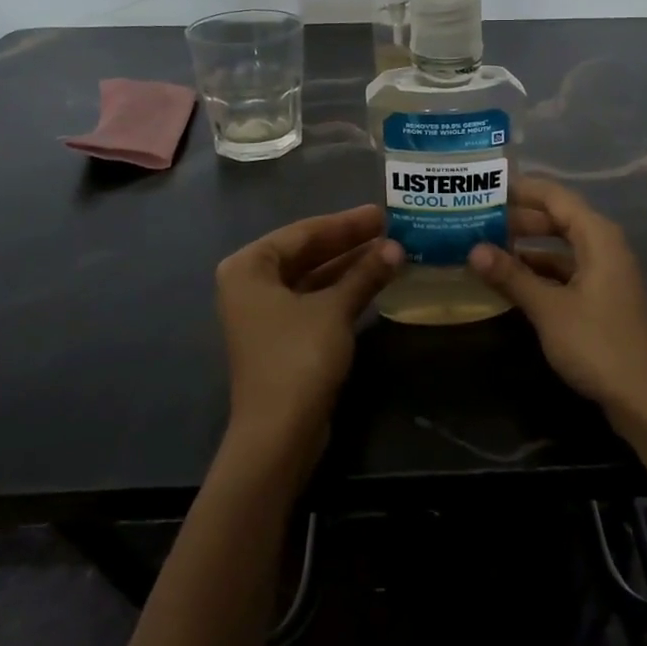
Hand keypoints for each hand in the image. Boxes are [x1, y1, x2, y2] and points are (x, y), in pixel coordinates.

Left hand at [215, 204, 401, 459]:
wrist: (279, 433)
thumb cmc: (298, 357)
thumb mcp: (335, 309)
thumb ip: (365, 274)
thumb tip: (396, 247)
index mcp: (249, 267)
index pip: (303, 232)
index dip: (345, 223)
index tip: (380, 212)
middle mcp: (250, 284)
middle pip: (306, 253)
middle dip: (349, 243)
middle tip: (389, 228)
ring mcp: (265, 313)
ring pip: (312, 278)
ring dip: (349, 267)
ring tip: (390, 252)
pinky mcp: (281, 337)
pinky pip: (314, 300)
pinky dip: (342, 291)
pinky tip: (373, 282)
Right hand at [468, 177, 646, 441]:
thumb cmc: (599, 344)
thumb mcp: (549, 308)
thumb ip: (512, 276)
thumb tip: (473, 249)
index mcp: (598, 236)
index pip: (554, 196)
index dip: (521, 189)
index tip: (485, 187)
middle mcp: (604, 246)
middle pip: (558, 219)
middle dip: (519, 218)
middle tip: (477, 219)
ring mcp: (605, 273)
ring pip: (560, 248)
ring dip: (527, 247)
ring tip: (486, 248)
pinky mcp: (602, 298)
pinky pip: (565, 271)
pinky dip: (539, 272)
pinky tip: (511, 282)